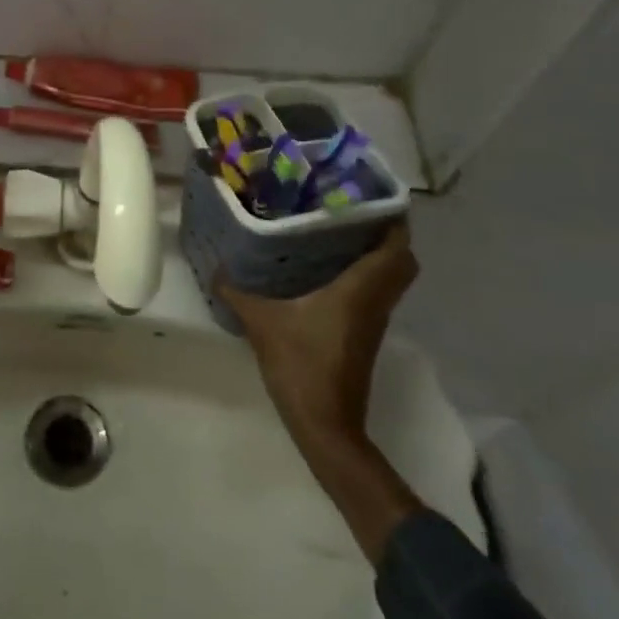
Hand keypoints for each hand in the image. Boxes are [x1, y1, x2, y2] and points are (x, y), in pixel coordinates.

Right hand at [219, 221, 417, 448]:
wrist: (326, 425)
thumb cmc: (301, 365)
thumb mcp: (261, 322)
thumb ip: (237, 291)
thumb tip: (216, 267)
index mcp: (360, 289)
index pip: (396, 247)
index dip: (393, 218)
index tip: (371, 193)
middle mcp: (375, 301)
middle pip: (402, 261)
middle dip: (386, 233)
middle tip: (351, 211)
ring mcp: (373, 321)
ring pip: (389, 278)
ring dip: (375, 255)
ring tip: (337, 232)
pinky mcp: (364, 336)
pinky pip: (375, 293)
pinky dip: (363, 276)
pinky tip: (326, 270)